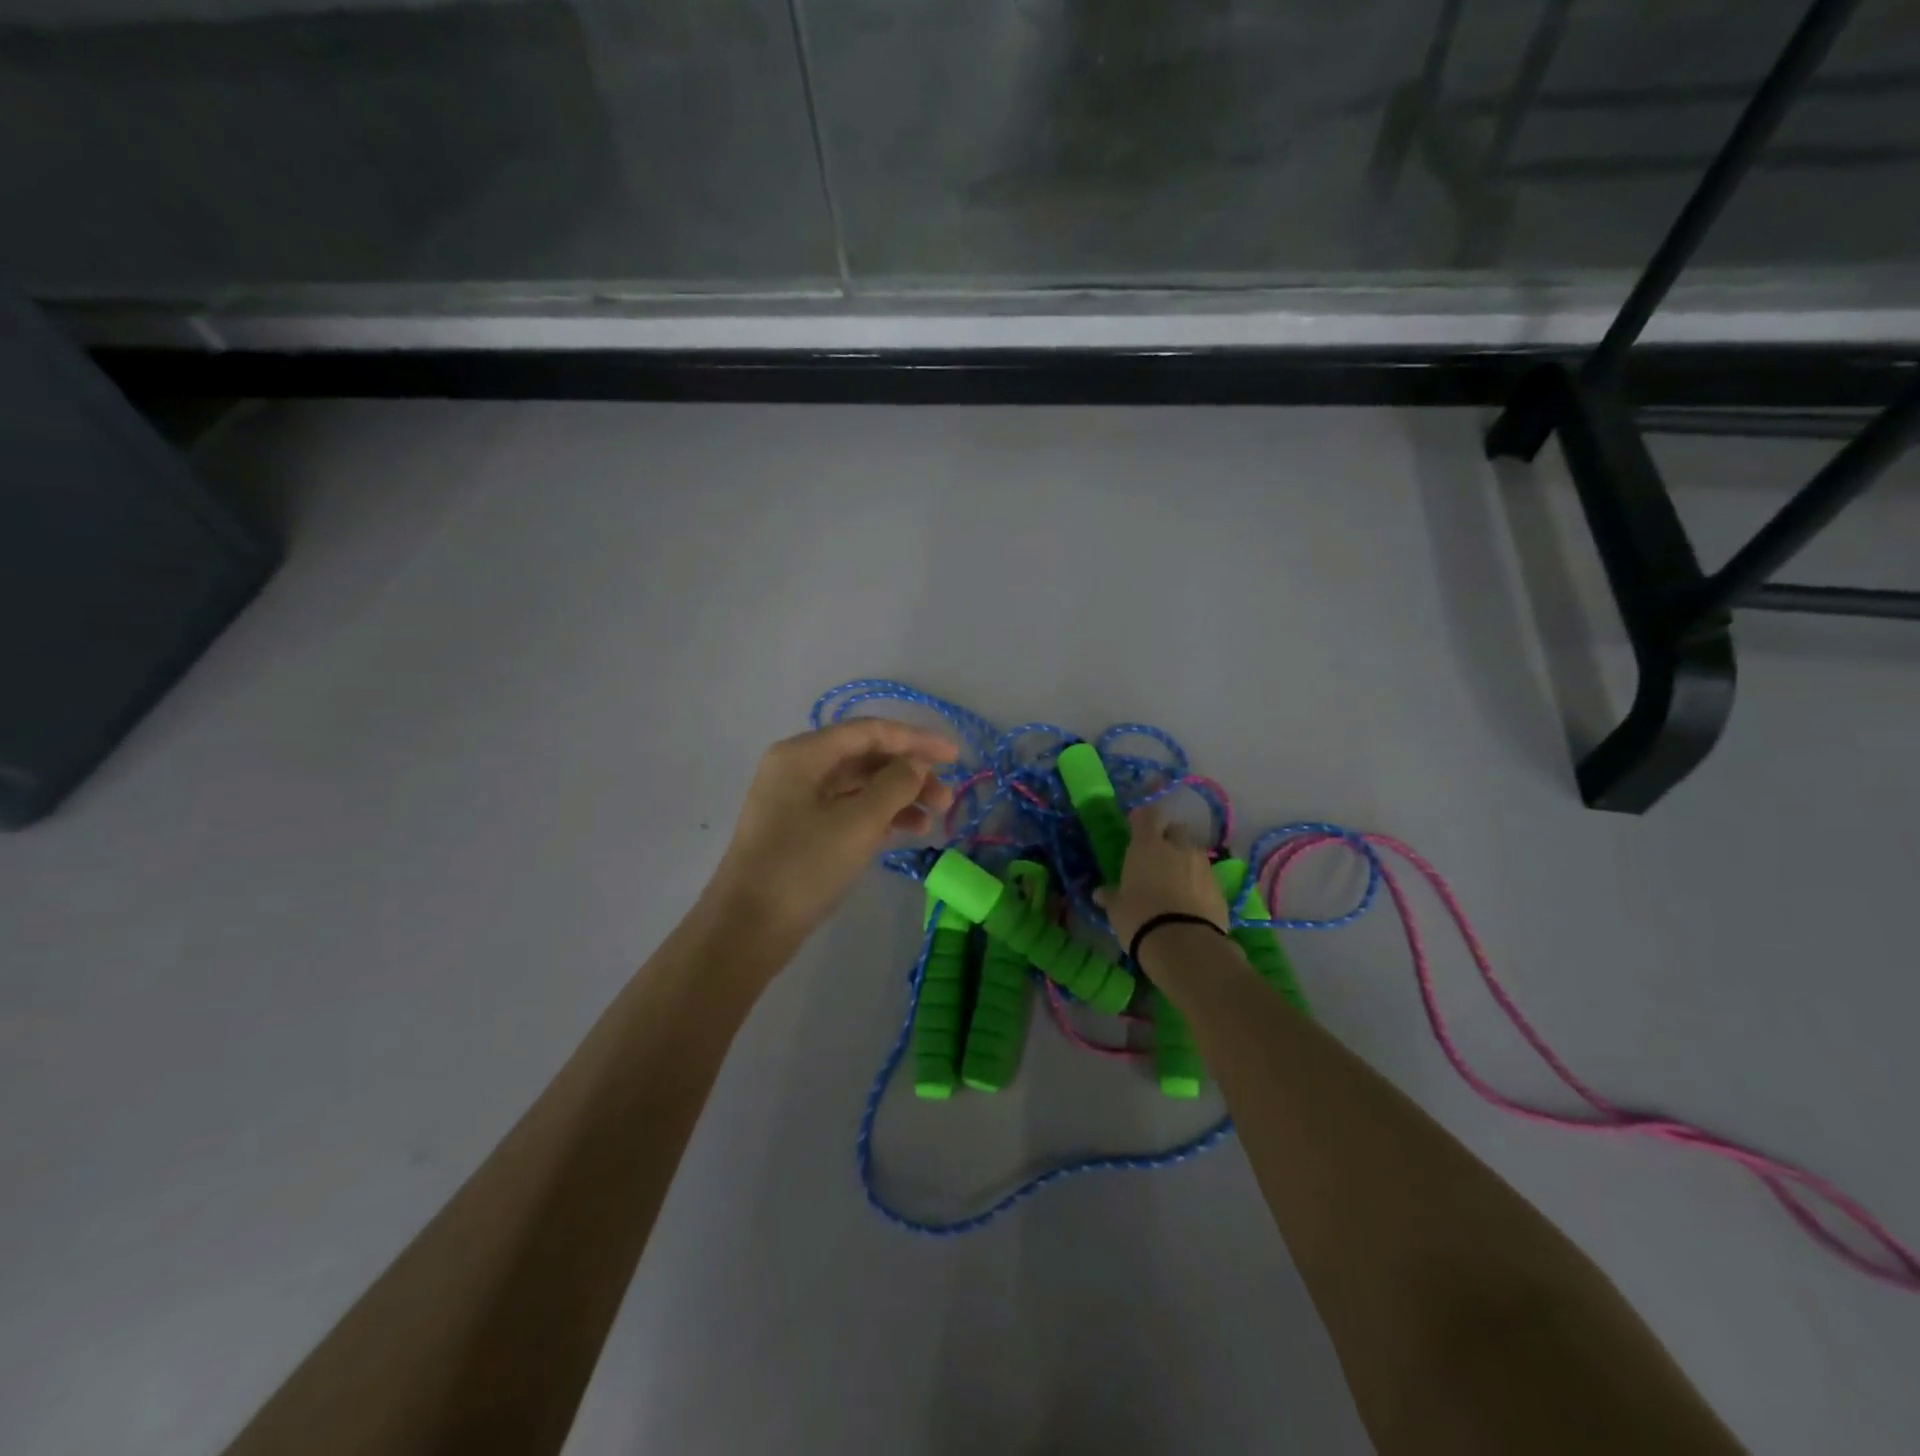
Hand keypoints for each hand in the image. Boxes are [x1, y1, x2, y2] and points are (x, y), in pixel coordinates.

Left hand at [709, 719, 958, 940]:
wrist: (748, 928)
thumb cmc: (804, 866)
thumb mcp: (858, 822)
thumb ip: (895, 785)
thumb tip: (916, 765)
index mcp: (804, 754)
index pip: (870, 732)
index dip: (916, 739)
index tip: (955, 756)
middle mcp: (798, 768)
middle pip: (865, 757)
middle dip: (910, 773)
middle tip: (947, 799)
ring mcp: (798, 800)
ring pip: (859, 786)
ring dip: (899, 797)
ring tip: (935, 819)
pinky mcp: (801, 830)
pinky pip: (848, 809)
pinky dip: (879, 816)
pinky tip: (909, 831)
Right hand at [1095, 803, 1228, 949]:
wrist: (1185, 945)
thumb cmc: (1140, 918)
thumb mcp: (1117, 909)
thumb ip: (1111, 896)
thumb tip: (1100, 893)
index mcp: (1148, 846)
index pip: (1148, 816)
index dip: (1143, 819)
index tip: (1136, 826)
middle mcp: (1178, 848)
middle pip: (1176, 830)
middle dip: (1169, 839)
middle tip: (1157, 857)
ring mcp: (1203, 867)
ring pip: (1193, 854)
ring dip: (1184, 862)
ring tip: (1175, 884)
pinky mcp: (1220, 889)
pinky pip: (1206, 878)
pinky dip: (1198, 885)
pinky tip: (1190, 904)